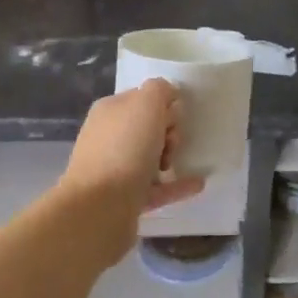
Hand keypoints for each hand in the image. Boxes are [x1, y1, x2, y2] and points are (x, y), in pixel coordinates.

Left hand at [59, 79, 205, 220]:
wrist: (100, 207)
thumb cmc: (125, 148)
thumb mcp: (145, 104)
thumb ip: (159, 90)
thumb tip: (167, 96)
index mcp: (110, 111)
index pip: (143, 98)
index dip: (164, 105)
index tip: (174, 118)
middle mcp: (108, 137)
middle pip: (148, 128)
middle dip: (168, 132)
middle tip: (171, 144)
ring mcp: (114, 170)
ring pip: (150, 157)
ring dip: (171, 157)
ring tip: (176, 164)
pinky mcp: (125, 199)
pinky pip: (157, 188)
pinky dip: (177, 185)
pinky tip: (197, 184)